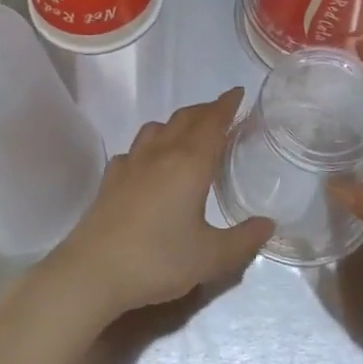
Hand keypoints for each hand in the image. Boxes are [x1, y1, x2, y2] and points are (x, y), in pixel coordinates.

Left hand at [43, 89, 273, 323]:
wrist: (93, 271)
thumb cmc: (158, 259)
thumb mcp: (210, 257)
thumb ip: (243, 240)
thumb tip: (269, 224)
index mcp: (189, 163)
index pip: (212, 122)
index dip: (227, 105)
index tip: (238, 93)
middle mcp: (161, 153)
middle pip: (185, 119)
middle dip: (206, 110)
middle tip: (222, 112)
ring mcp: (132, 162)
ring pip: (157, 128)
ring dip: (177, 123)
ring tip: (188, 133)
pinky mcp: (111, 177)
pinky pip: (135, 149)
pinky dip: (150, 146)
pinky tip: (150, 164)